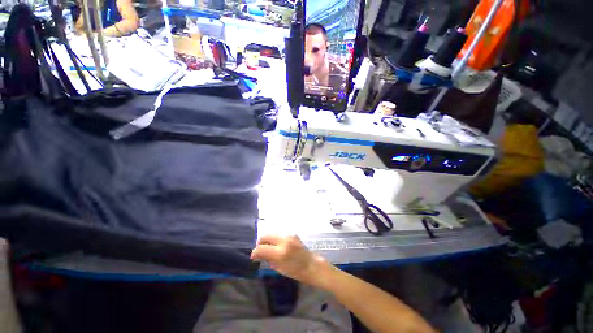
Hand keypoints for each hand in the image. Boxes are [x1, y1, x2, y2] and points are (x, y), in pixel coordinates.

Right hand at [251, 235, 332, 287]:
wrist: (311, 265)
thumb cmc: (296, 271)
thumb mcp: (279, 269)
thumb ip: (267, 259)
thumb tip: (258, 255)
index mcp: (280, 252)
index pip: (261, 248)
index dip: (255, 252)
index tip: (254, 257)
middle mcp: (284, 240)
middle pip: (265, 236)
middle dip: (260, 243)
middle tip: (260, 251)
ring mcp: (289, 235)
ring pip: (272, 234)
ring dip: (268, 241)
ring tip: (270, 249)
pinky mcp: (292, 234)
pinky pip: (279, 235)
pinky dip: (275, 240)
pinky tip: (278, 247)